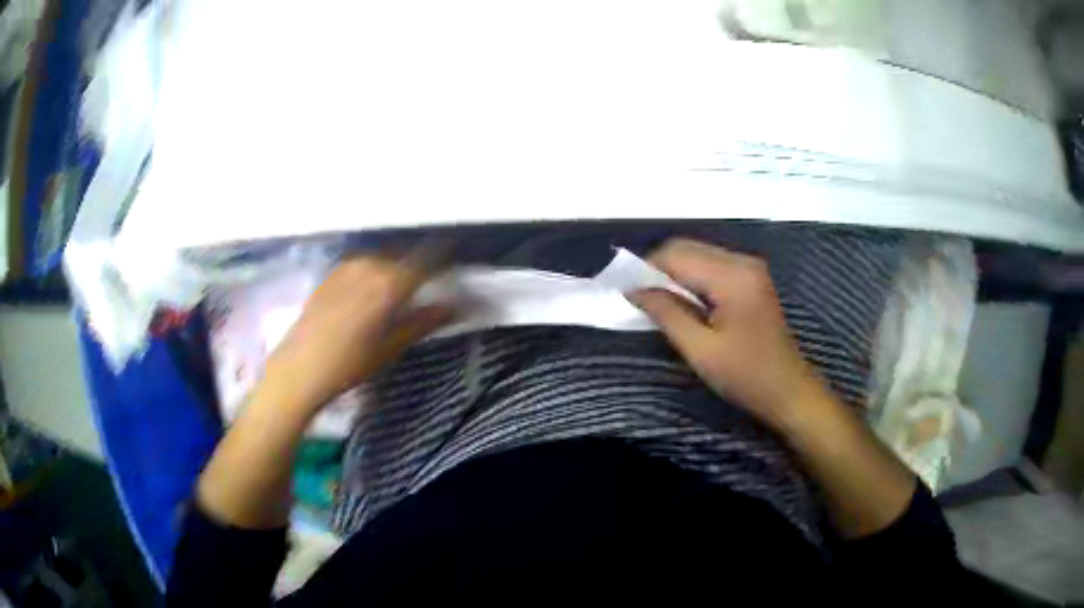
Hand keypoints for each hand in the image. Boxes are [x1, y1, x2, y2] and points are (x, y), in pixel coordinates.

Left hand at [262, 251, 453, 415]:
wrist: (301, 367)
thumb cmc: (350, 364)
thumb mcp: (391, 347)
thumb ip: (423, 321)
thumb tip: (454, 306)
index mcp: (390, 284)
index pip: (426, 261)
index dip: (443, 260)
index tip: (453, 264)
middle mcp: (370, 266)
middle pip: (403, 257)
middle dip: (417, 266)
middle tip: (426, 284)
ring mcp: (348, 267)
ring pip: (382, 259)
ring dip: (394, 268)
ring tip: (398, 289)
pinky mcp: (332, 273)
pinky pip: (362, 263)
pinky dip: (373, 271)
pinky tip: (369, 290)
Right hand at [629, 239, 826, 429]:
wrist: (789, 391)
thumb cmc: (746, 376)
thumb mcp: (700, 350)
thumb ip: (666, 313)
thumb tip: (634, 289)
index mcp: (732, 276)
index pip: (676, 254)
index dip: (645, 268)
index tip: (624, 291)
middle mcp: (742, 261)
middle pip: (687, 248)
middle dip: (658, 269)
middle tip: (639, 299)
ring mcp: (750, 268)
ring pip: (698, 254)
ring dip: (675, 273)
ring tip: (658, 303)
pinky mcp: (752, 279)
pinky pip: (712, 266)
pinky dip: (692, 278)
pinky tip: (685, 303)